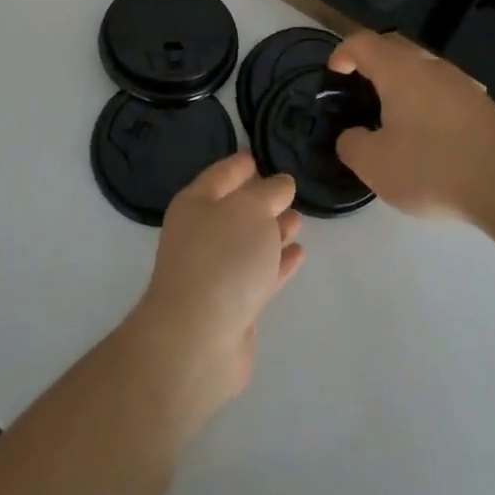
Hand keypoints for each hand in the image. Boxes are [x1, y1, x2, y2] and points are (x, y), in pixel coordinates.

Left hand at [125, 154, 303, 437]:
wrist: (199, 339)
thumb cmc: (222, 259)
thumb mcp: (251, 210)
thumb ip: (269, 193)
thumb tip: (280, 184)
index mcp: (196, 204)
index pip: (220, 175)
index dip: (239, 165)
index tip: (257, 155)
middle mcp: (201, 235)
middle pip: (234, 210)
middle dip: (261, 199)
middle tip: (289, 189)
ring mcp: (215, 271)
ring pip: (249, 242)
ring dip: (273, 230)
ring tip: (299, 218)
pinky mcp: (233, 304)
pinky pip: (259, 273)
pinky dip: (278, 263)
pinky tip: (299, 253)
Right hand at [329, 30, 494, 219]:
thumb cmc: (433, 168)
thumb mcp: (375, 165)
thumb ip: (352, 145)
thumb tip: (352, 136)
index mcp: (400, 71)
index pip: (362, 43)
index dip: (342, 53)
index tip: (334, 74)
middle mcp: (431, 67)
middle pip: (394, 51)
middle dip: (372, 66)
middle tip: (360, 94)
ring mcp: (462, 85)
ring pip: (422, 73)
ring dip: (402, 88)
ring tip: (393, 120)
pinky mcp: (484, 107)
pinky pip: (443, 94)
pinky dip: (427, 106)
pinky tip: (428, 140)